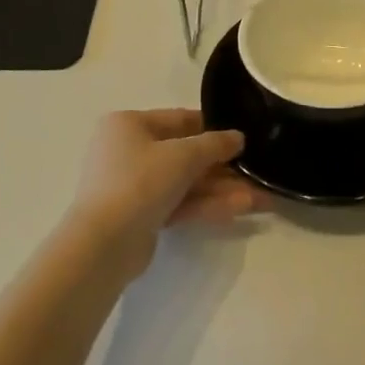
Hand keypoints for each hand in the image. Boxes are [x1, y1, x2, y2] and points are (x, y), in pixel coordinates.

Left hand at [64, 109, 260, 274]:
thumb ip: (215, 144)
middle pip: (185, 154)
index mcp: (129, 125)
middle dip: (223, 167)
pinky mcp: (140, 215)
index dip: (214, 128)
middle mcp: (127, 150)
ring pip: (185, 182)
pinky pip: (179, 203)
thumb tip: (238, 137)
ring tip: (261, 197)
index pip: (180, 120)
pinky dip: (207, 204)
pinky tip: (242, 208)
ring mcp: (133, 185)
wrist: (103, 244)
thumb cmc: (140, 182)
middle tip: (257, 173)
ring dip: (221, 189)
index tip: (244, 138)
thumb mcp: (184, 155)